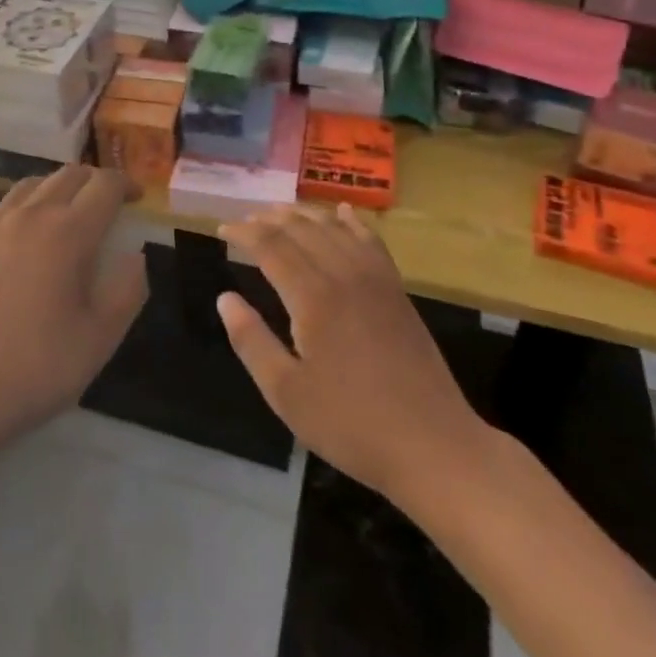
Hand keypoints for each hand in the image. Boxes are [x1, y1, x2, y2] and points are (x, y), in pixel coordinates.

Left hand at [0, 165, 146, 451]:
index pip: (105, 185)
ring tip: (65, 216)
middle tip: (106, 206)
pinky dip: (22, 206)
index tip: (138, 198)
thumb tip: (133, 255)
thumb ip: (127, 290)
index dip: (126, 184)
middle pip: (69, 175)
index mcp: (68, 232)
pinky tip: (19, 235)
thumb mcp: (99, 339)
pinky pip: (1, 203)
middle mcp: (30, 213)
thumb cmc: (32, 368)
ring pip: (32, 183)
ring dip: (58, 189)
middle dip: (94, 182)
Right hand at [217, 204, 487, 502]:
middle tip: (245, 223)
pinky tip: (342, 211)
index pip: (270, 246)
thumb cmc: (351, 424)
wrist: (433, 445)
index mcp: (313, 297)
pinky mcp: (397, 290)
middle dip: (268, 219)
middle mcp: (343, 274)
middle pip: (301, 229)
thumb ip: (251, 341)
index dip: (243, 234)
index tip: (222, 231)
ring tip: (280, 212)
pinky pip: (370, 240)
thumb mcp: (286, 393)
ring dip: (303, 214)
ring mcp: (376, 279)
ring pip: (334, 227)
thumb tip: (225, 298)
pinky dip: (351, 220)